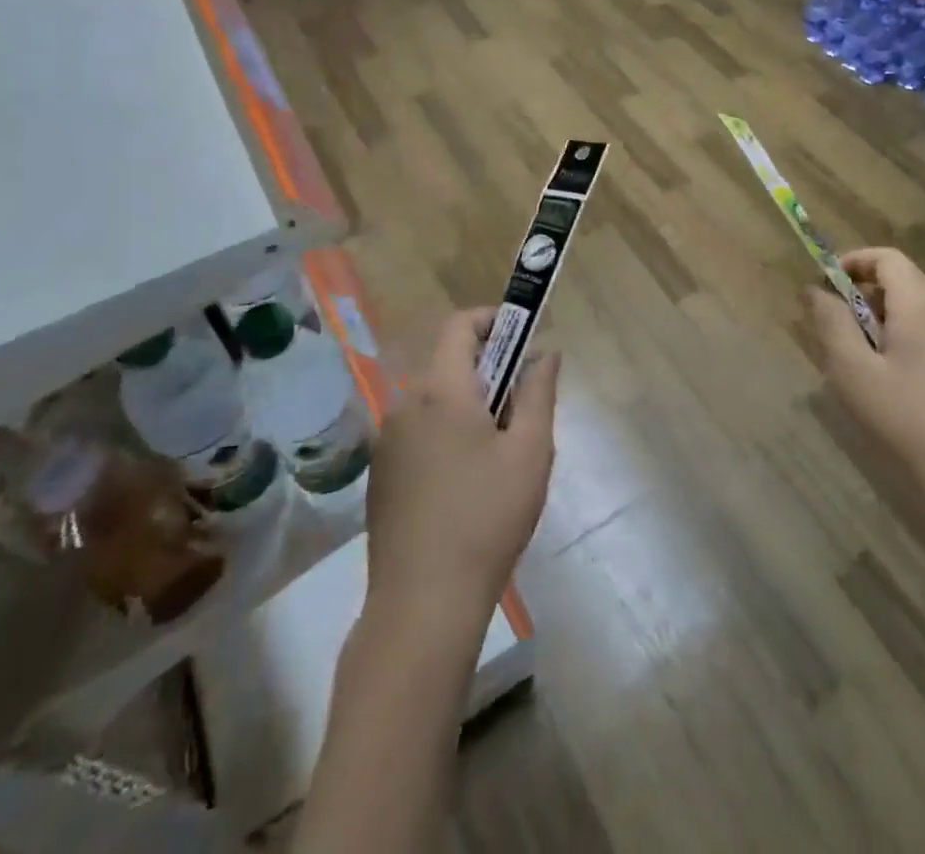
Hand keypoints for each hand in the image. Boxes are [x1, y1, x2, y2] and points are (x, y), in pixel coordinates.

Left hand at [364, 309, 559, 627]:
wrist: (423, 603)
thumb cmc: (487, 517)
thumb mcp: (531, 451)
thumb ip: (539, 392)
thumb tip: (545, 354)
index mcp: (441, 390)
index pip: (460, 326)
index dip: (493, 321)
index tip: (524, 340)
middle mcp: (404, 404)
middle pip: (449, 364)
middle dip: (489, 371)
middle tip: (523, 408)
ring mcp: (386, 441)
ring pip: (435, 400)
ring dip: (469, 404)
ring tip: (501, 452)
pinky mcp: (380, 473)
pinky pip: (419, 431)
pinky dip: (446, 432)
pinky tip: (467, 481)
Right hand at [808, 248, 924, 530]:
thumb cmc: (908, 422)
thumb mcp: (853, 372)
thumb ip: (831, 322)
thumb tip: (815, 289)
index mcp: (923, 303)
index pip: (886, 257)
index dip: (852, 262)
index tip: (825, 286)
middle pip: (904, 280)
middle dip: (866, 294)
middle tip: (838, 330)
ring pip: (921, 307)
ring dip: (887, 318)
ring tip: (864, 360)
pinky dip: (910, 337)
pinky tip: (899, 381)